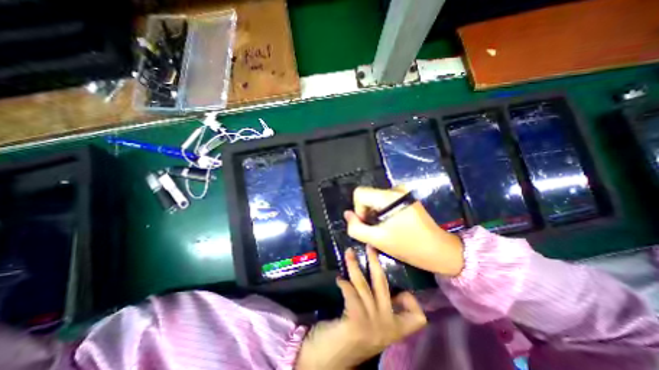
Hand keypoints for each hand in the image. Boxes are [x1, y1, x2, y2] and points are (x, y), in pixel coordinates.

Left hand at [294, 246, 427, 369]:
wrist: (330, 360)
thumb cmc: (352, 338)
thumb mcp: (373, 324)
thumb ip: (381, 308)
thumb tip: (381, 285)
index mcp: (394, 329)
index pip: (417, 317)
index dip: (411, 300)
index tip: (399, 289)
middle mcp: (387, 327)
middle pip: (383, 285)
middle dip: (376, 262)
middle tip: (369, 247)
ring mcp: (373, 324)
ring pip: (364, 285)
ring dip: (354, 266)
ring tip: (349, 253)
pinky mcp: (357, 321)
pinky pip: (352, 293)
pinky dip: (345, 284)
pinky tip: (339, 279)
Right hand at [345, 188, 462, 277]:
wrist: (440, 250)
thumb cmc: (409, 247)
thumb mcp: (378, 240)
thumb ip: (356, 228)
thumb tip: (347, 214)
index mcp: (389, 197)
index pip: (359, 193)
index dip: (358, 209)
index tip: (368, 224)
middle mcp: (396, 189)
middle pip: (367, 196)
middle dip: (367, 213)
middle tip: (377, 230)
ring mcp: (402, 192)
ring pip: (375, 199)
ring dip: (375, 214)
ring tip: (385, 228)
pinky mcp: (406, 197)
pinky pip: (384, 201)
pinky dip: (382, 212)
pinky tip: (391, 224)